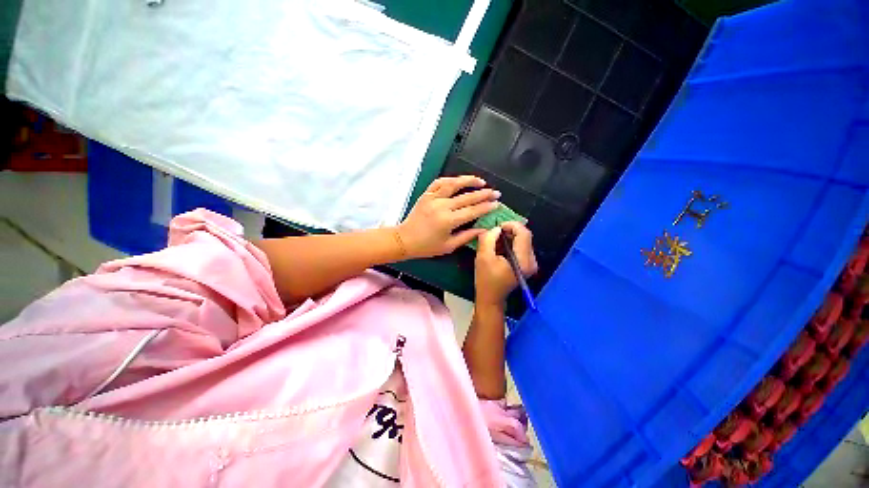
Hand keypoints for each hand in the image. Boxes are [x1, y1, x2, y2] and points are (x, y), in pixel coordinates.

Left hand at [397, 176, 500, 258]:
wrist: (405, 239)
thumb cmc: (427, 246)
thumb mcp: (448, 246)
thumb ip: (467, 236)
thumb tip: (483, 230)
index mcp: (448, 221)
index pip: (472, 211)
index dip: (486, 206)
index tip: (497, 203)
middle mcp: (442, 206)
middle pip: (467, 197)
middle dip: (484, 194)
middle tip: (495, 192)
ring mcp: (433, 198)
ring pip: (453, 184)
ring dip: (468, 180)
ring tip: (481, 181)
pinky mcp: (426, 194)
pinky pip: (439, 183)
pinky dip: (450, 180)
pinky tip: (458, 181)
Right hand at [474, 222, 537, 306]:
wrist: (491, 298)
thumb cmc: (486, 280)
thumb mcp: (483, 257)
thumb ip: (488, 239)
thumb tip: (496, 228)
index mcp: (523, 261)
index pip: (524, 234)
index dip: (511, 225)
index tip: (497, 226)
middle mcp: (532, 261)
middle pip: (525, 236)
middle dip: (509, 230)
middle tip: (494, 232)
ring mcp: (531, 263)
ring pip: (523, 240)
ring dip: (509, 236)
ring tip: (494, 240)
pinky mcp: (526, 264)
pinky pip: (521, 247)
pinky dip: (510, 243)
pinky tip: (499, 247)